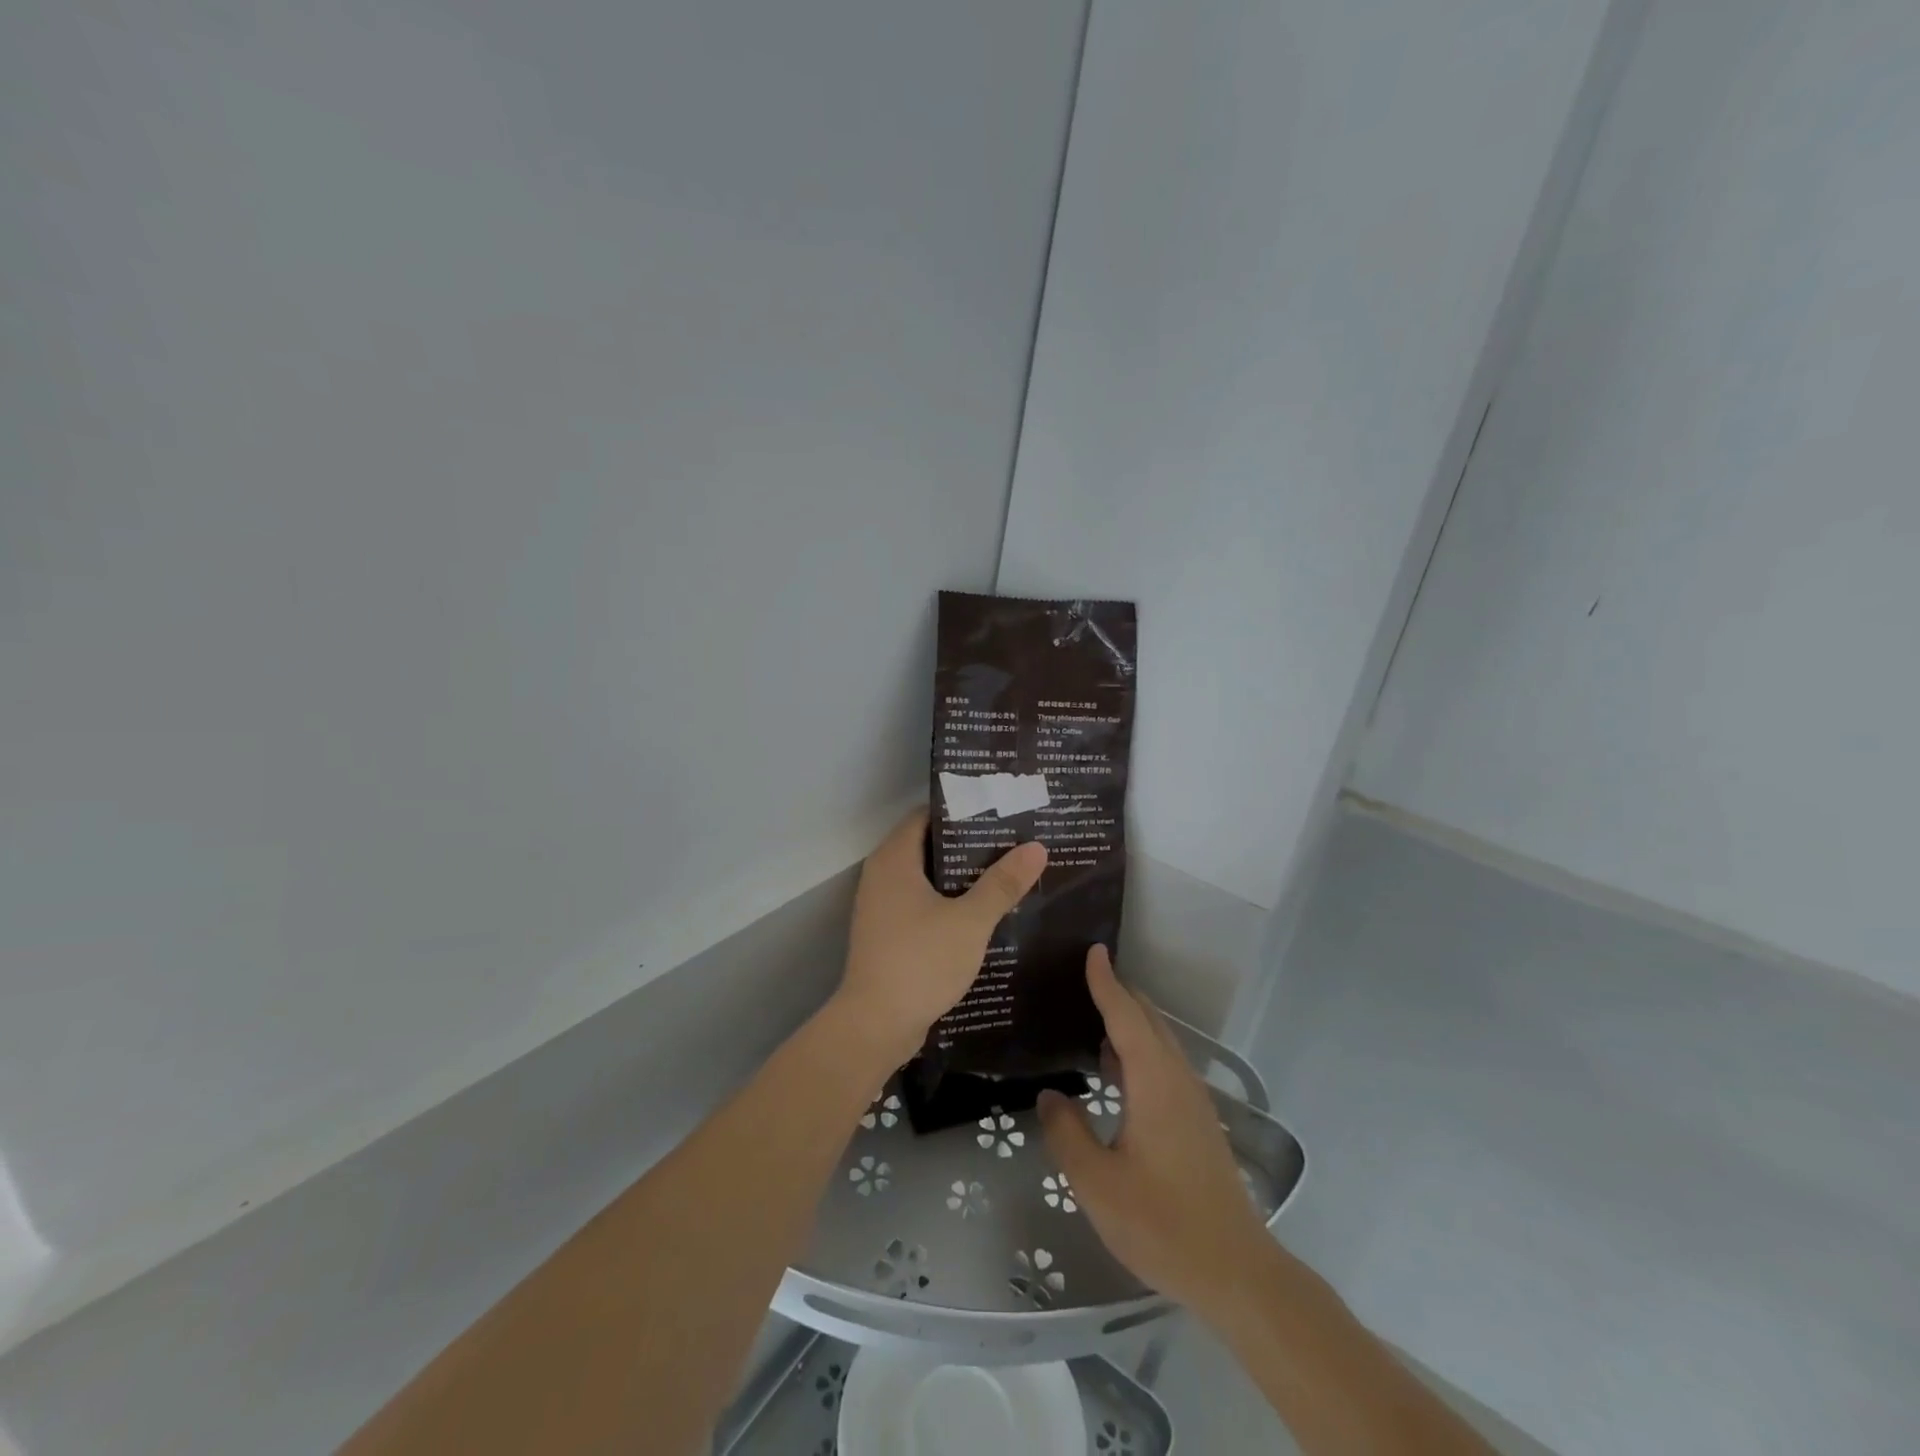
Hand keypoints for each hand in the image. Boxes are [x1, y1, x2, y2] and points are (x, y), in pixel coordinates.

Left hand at [829, 808, 1046, 1069]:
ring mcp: (881, 905)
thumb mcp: (970, 921)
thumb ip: (1002, 883)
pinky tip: (981, 911)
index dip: (961, 810)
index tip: (998, 811)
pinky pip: (920, 902)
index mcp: (894, 859)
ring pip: (925, 877)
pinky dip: (946, 901)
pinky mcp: (886, 932)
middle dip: (967, 844)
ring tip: (1004, 872)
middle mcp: (881, 874)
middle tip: (1011, 842)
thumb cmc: (920, 961)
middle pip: (927, 845)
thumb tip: (1036, 847)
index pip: (926, 815)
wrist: (875, 1025)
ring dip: (959, 876)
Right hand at [1038, 947, 1271, 1313]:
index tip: (1092, 950)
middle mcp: (1177, 1080)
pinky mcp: (1197, 1123)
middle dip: (1119, 994)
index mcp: (1154, 1082)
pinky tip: (1116, 1071)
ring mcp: (1192, 1101)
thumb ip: (1066, 1134)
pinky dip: (1138, 1050)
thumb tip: (1050, 1095)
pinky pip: (1164, 1065)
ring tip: (1091, 1017)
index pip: (1126, 1016)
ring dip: (1130, 1023)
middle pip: (1148, 1021)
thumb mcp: (1097, 1184)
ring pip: (1159, 1043)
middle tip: (1082, 978)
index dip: (1106, 982)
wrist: (1235, 1271)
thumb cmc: (1162, 1224)